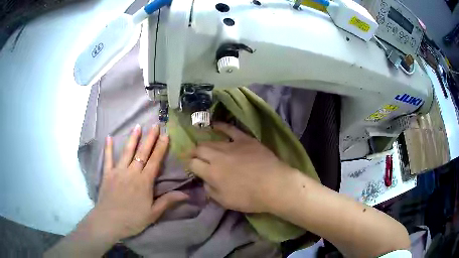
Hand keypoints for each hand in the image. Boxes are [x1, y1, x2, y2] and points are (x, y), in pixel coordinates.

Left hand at [92, 124, 188, 239]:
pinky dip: (108, 148)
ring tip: (138, 126)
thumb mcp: (153, 213)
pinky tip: (108, 137)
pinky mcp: (107, 174)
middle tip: (155, 125)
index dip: (161, 148)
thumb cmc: (133, 219)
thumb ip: (168, 201)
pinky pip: (108, 159)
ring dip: (133, 138)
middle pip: (142, 153)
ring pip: (127, 152)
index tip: (166, 135)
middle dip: (150, 138)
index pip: (154, 161)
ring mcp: (118, 171)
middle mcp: (131, 173)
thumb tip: (186, 194)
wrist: (109, 221)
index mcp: (144, 182)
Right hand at [188, 123, 293, 212]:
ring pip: (212, 141)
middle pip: (199, 149)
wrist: (274, 185)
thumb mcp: (225, 201)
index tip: (190, 166)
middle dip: (193, 152)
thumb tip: (205, 181)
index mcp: (211, 173)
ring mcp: (231, 146)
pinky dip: (221, 126)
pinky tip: (215, 125)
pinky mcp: (244, 140)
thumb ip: (210, 191)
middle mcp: (217, 157)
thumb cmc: (249, 198)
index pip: (193, 164)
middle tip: (193, 156)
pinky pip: (230, 129)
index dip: (189, 164)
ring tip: (202, 146)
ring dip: (204, 144)